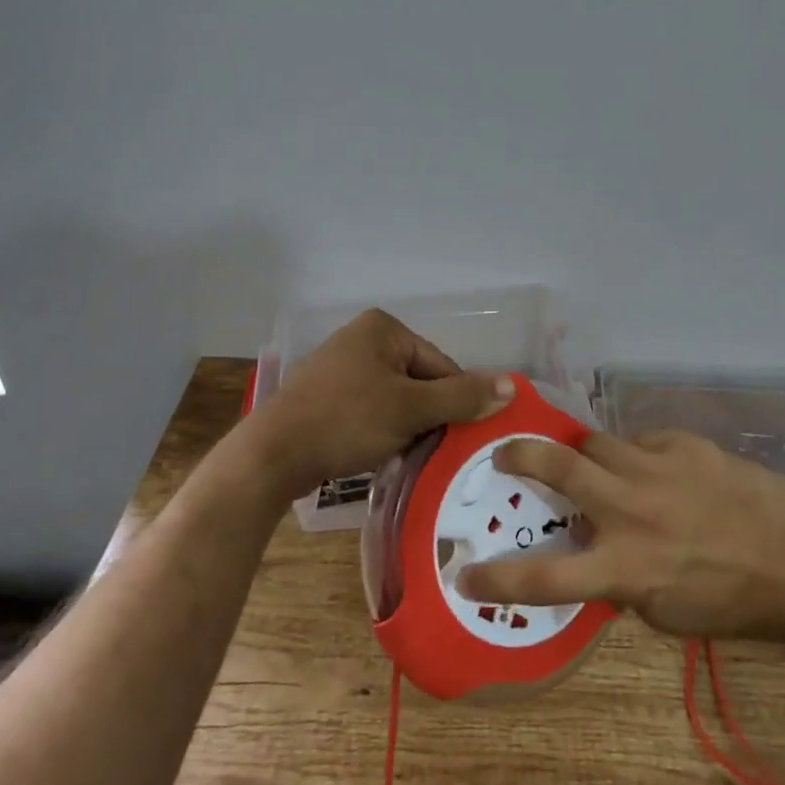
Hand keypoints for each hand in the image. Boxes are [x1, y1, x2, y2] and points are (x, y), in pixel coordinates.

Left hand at [247, 308, 514, 500]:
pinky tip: (377, 454)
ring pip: (395, 399)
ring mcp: (340, 366)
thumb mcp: (411, 409)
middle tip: (427, 450)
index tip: (453, 437)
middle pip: (418, 381)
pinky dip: (379, 431)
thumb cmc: (346, 421)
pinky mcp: (325, 395)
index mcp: (384, 329)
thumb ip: (462, 397)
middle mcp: (362, 338)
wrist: (272, 455)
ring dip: (405, 427)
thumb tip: (512, 386)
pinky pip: (369, 409)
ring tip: (402, 456)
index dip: (453, 403)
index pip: (441, 365)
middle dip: (426, 417)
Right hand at [456, 429, 784, 642]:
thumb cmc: (731, 602)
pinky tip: (656, 471)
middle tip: (504, 454)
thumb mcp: (664, 611)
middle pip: (558, 466)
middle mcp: (630, 510)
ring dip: (585, 453)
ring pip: (596, 441)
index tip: (464, 571)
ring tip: (593, 464)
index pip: (545, 577)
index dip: (498, 577)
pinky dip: (636, 456)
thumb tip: (590, 552)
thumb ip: (618, 579)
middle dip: (521, 455)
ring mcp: (656, 468)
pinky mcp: (682, 444)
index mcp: (625, 567)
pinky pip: (640, 441)